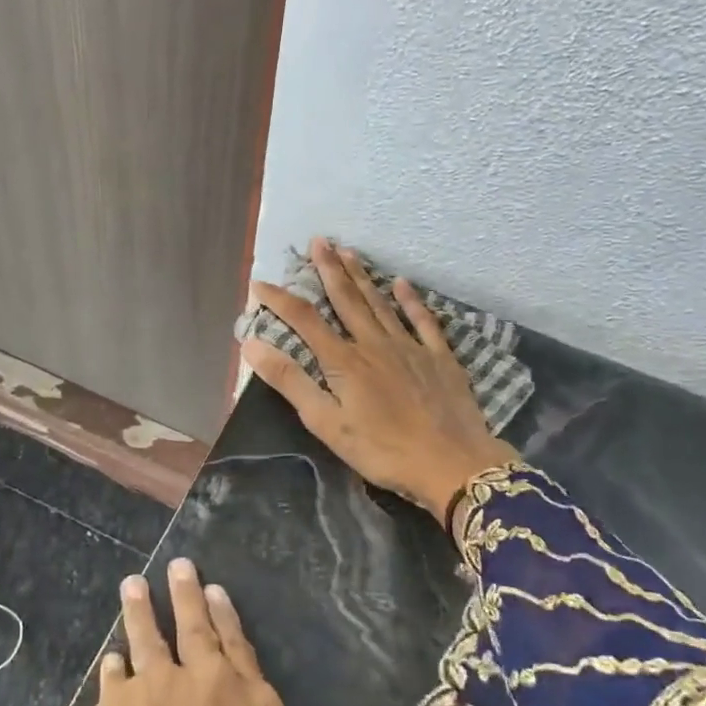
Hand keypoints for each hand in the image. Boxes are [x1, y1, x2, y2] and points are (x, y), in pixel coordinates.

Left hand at [53, 559, 291, 705]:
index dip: (230, 621)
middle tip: (181, 564)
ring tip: (134, 582)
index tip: (220, 592)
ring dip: (142, 607)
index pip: (244, 653)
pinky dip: (111, 666)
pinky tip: (107, 657)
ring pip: (153, 632)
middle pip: (201, 625)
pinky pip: (115, 673)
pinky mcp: (119, 694)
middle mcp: (211, 683)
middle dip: (189, 593)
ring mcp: (162, 681)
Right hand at [240, 237, 518, 523]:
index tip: (259, 283)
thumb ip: (291, 382)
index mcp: (344, 361)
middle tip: (319, 240)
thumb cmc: (382, 451)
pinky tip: (402, 283)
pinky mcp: (439, 358)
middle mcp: (374, 343)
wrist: (452, 464)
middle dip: (329, 269)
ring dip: (363, 276)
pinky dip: (411, 300)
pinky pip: (423, 321)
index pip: (305, 320)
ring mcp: (410, 347)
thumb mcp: (327, 423)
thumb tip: (253, 345)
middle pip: (347, 299)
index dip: (280, 300)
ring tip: (349, 252)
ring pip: (380, 303)